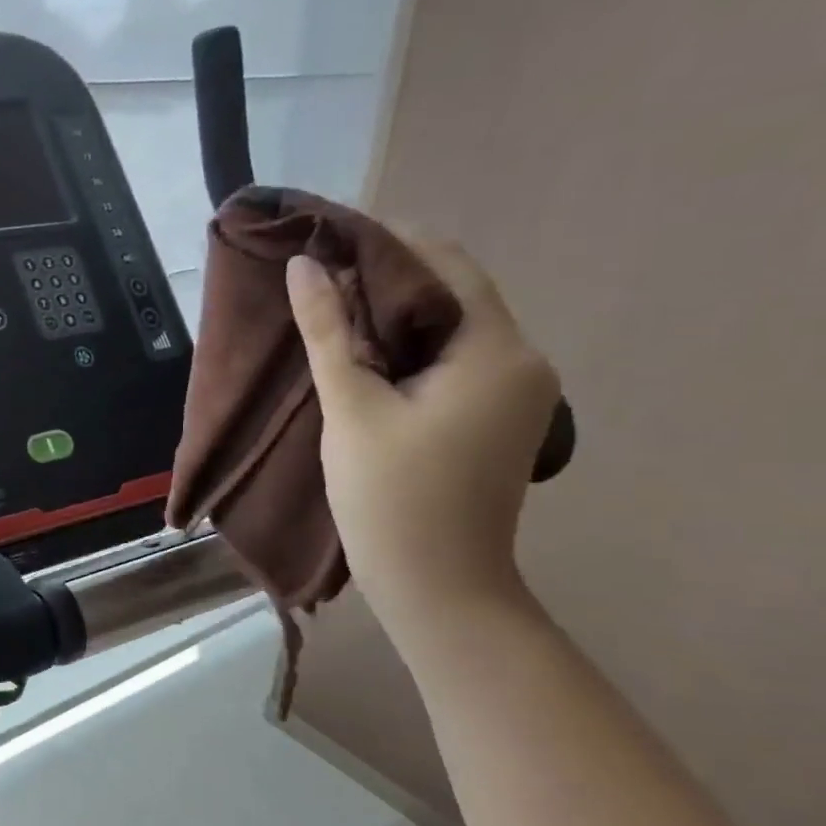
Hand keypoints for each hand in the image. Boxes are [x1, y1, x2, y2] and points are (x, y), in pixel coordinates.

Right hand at [286, 235, 560, 643]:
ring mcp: (516, 392)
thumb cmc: (390, 496)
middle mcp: (522, 360)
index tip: (326, 239)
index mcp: (498, 351)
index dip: (385, 244)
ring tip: (328, 311)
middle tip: (318, 276)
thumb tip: (303, 265)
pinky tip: (362, 356)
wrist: (436, 585)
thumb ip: (328, 331)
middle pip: (451, 294)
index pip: (444, 267)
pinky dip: (408, 349)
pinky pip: (452, 360)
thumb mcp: (351, 407)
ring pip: (450, 328)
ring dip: (393, 316)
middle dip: (385, 280)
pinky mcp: (497, 417)